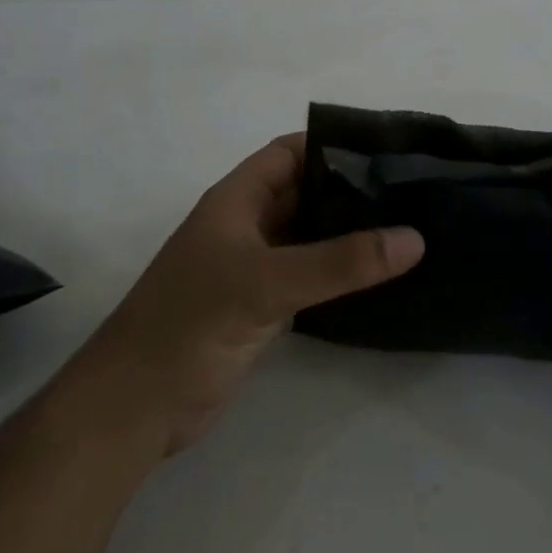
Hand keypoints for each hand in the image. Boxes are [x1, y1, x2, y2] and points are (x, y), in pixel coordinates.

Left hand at [95, 134, 423, 455]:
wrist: (136, 407)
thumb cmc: (190, 324)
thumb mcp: (265, 283)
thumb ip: (339, 262)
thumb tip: (415, 238)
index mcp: (236, 201)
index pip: (289, 153)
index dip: (332, 145)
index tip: (388, 151)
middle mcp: (246, 227)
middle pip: (304, 194)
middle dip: (352, 191)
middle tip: (413, 193)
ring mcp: (254, 269)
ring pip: (310, 238)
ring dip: (350, 235)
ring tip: (409, 230)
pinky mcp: (262, 308)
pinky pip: (310, 279)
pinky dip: (341, 275)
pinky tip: (381, 278)